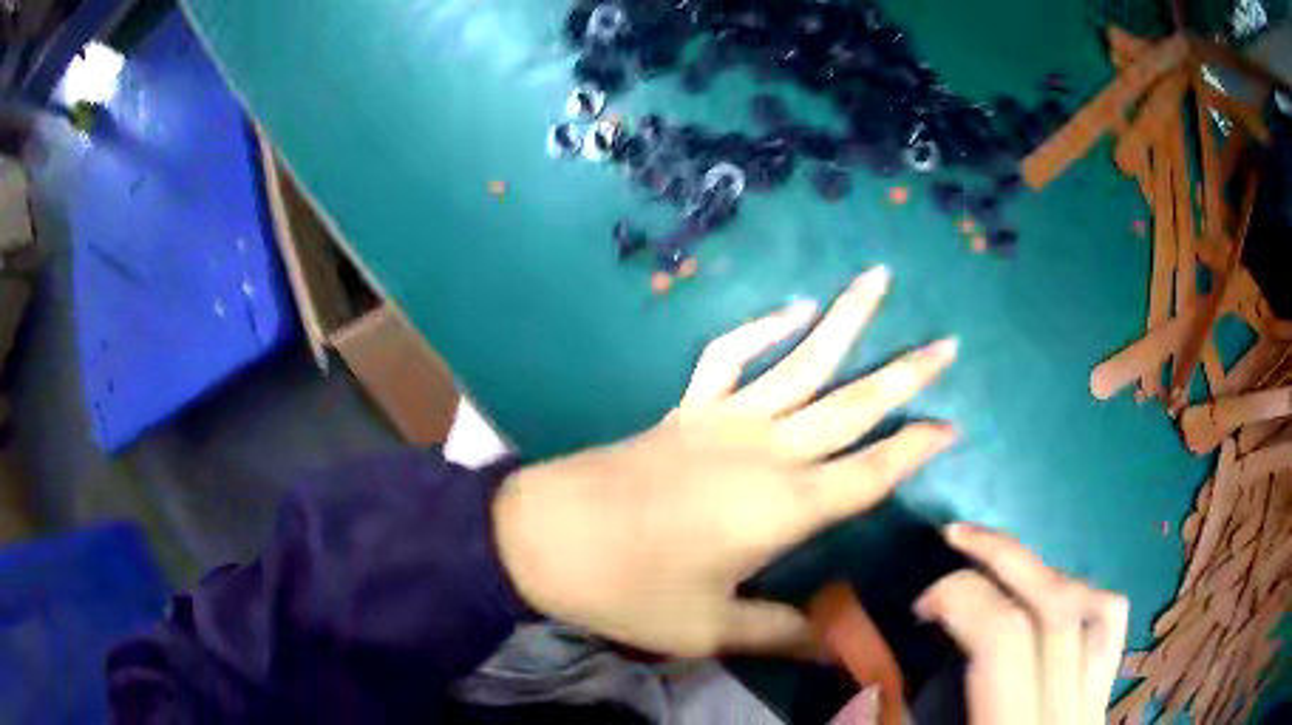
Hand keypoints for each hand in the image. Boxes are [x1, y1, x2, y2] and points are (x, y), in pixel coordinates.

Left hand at [493, 267, 958, 656]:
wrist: (545, 539)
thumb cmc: (629, 589)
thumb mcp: (709, 629)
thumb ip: (780, 634)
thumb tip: (835, 651)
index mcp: (784, 508)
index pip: (871, 473)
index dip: (916, 450)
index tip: (953, 428)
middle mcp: (767, 451)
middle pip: (851, 404)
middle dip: (906, 375)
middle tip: (947, 343)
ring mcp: (724, 419)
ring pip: (800, 360)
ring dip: (843, 320)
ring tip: (877, 279)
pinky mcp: (687, 407)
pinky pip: (730, 354)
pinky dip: (762, 326)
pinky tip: (792, 307)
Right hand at [915, 525, 1129, 724]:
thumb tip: (862, 682)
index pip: (1006, 638)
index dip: (962, 598)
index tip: (921, 604)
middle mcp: (1067, 717)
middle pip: (1056, 608)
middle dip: (1003, 558)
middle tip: (956, 538)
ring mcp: (1095, 709)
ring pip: (1096, 608)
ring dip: (1044, 572)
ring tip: (1001, 562)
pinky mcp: (1101, 707)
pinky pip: (1111, 631)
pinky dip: (1083, 598)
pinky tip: (1051, 600)